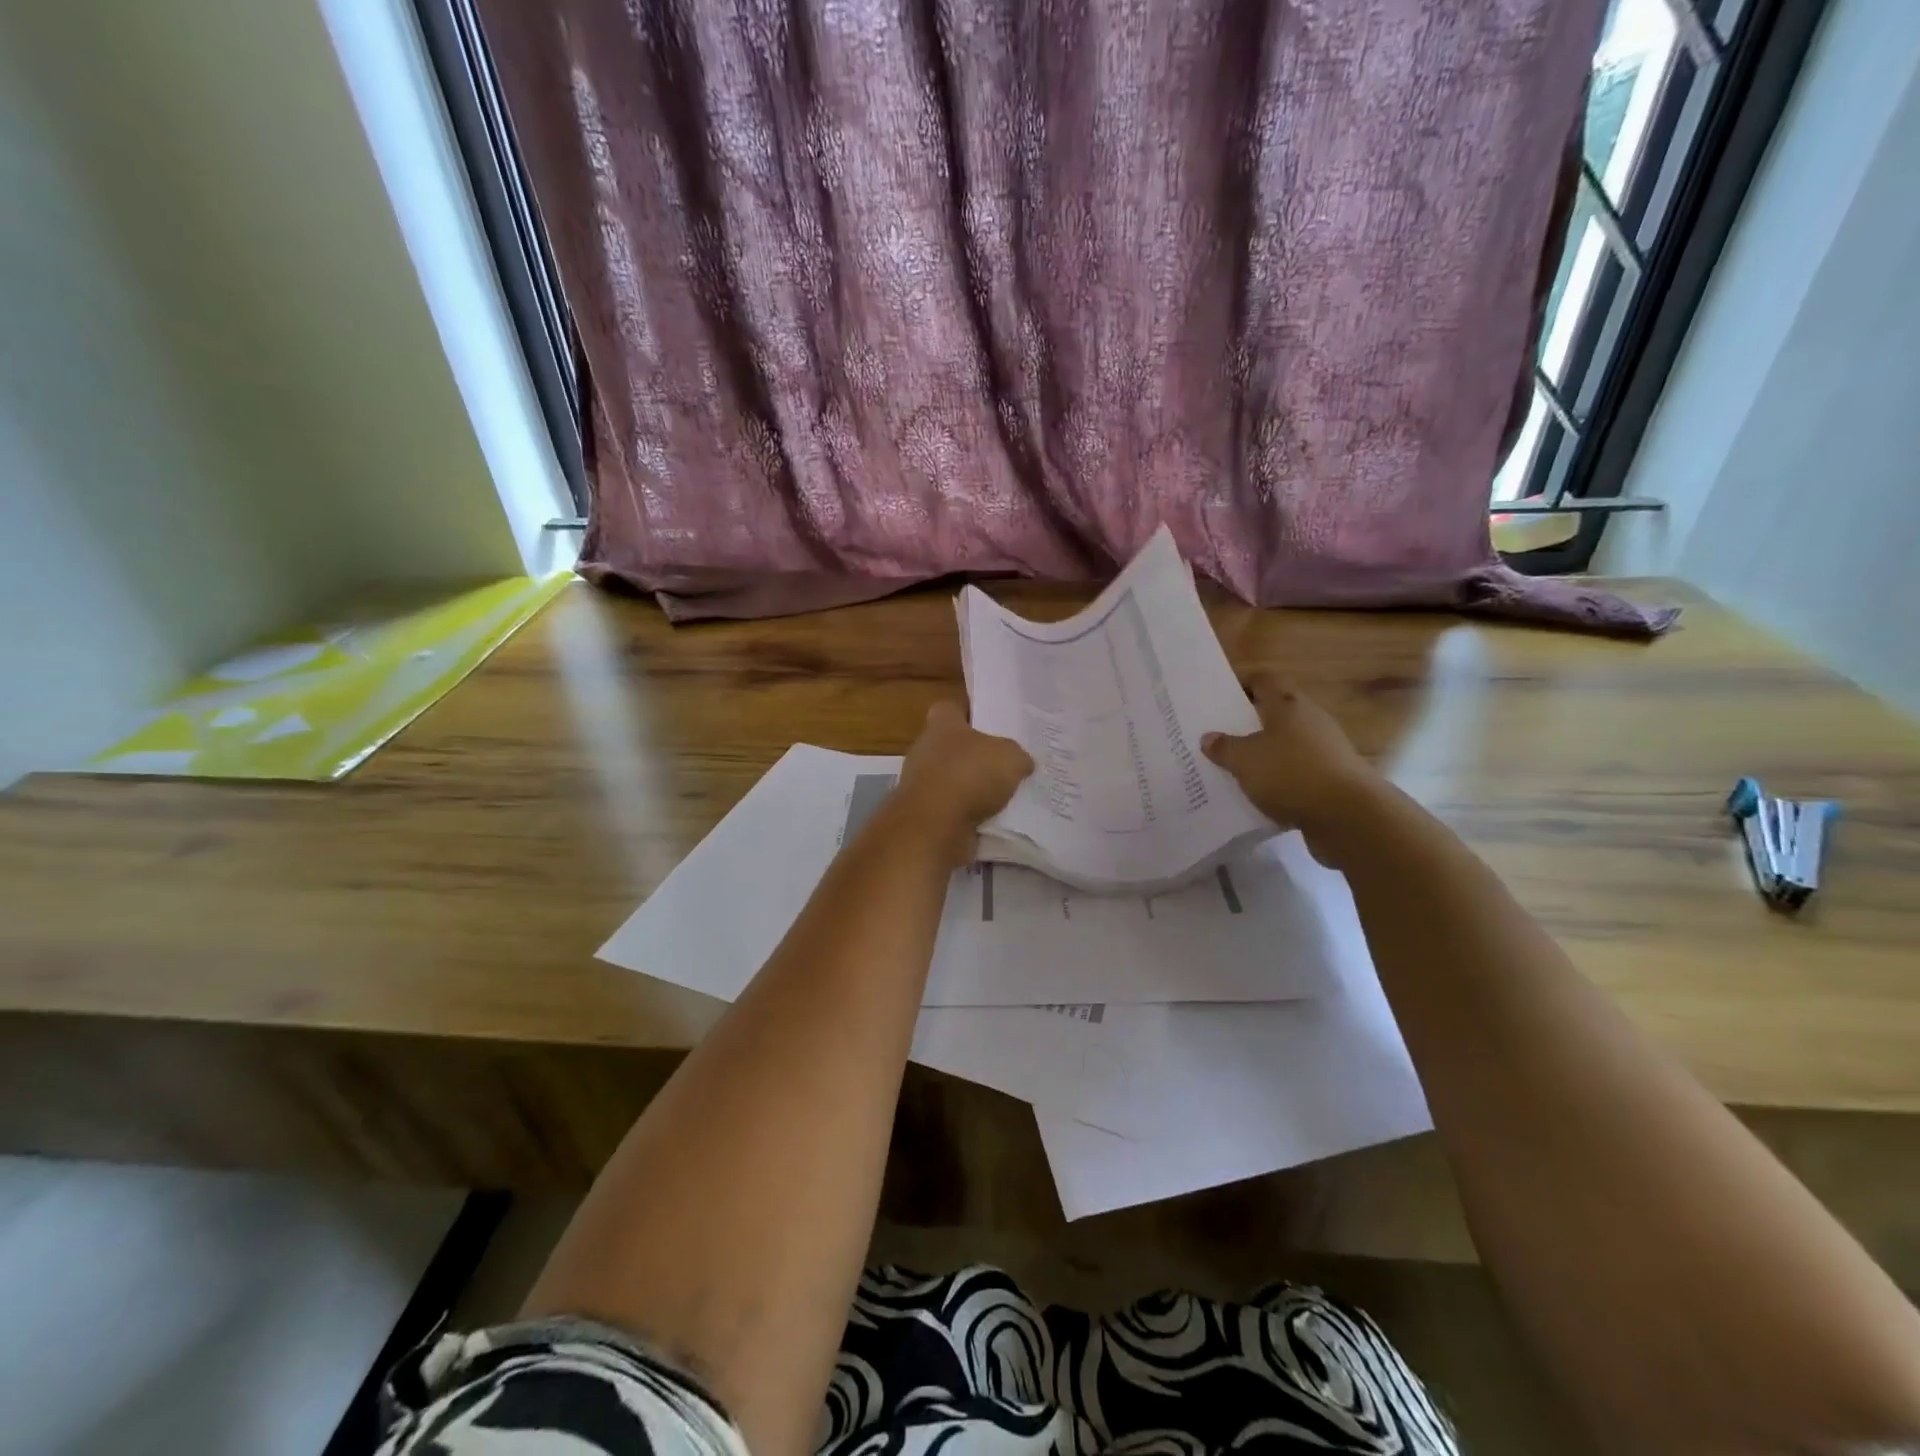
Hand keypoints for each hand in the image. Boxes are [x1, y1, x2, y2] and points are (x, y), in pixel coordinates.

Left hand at [893, 702, 1033, 864]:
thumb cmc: (969, 775)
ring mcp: (921, 783)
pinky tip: (993, 819)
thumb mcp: (1010, 757)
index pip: (952, 708)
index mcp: (941, 724)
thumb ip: (1017, 756)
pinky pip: (953, 808)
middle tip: (1007, 762)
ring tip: (1005, 795)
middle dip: (977, 755)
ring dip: (974, 788)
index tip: (992, 723)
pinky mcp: (924, 813)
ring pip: (954, 779)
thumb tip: (1022, 762)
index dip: (971, 713)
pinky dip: (969, 813)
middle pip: (954, 745)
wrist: (934, 826)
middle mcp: (926, 749)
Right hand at [1202, 675, 1381, 846]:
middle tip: (1222, 738)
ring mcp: (1326, 751)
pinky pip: (1298, 775)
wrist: (1349, 816)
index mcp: (1289, 706)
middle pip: (1278, 714)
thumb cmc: (1291, 773)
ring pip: (1287, 747)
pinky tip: (1261, 797)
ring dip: (1266, 757)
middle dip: (1251, 725)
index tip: (1223, 699)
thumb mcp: (1245, 760)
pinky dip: (1280, 782)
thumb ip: (1225, 747)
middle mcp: (1311, 722)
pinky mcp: (1333, 780)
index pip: (1266, 682)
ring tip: (1236, 771)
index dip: (1245, 686)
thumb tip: (1209, 737)